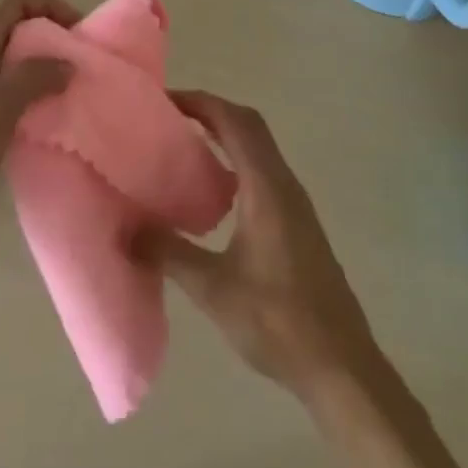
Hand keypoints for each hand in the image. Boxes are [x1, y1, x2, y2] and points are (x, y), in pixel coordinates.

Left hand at [0, 0, 76, 229]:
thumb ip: (32, 77)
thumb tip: (67, 62)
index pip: (19, 3)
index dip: (52, 7)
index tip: (81, 32)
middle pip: (20, 33)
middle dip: (54, 43)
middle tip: (85, 68)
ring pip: (16, 66)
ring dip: (46, 74)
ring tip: (74, 95)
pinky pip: (8, 96)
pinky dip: (32, 100)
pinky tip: (47, 121)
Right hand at [138, 91, 381, 403]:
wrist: (342, 367)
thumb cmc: (278, 322)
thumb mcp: (213, 289)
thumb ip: (169, 253)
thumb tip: (126, 230)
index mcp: (267, 188)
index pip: (235, 122)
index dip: (201, 102)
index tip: (164, 101)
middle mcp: (285, 185)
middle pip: (250, 126)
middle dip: (210, 111)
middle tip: (168, 118)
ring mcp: (296, 204)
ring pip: (259, 148)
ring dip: (225, 135)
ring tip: (183, 146)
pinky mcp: (299, 224)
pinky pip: (264, 172)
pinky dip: (236, 161)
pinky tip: (211, 193)